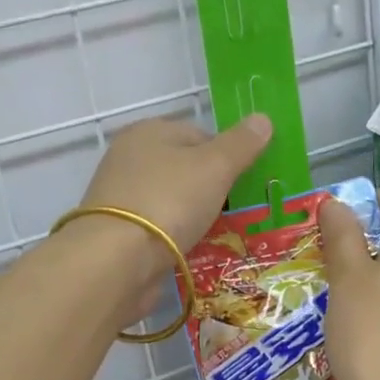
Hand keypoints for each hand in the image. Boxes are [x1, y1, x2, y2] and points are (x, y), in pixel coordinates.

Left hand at [68, 116, 272, 309]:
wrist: (116, 261)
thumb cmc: (169, 201)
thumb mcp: (215, 166)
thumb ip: (241, 144)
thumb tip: (263, 118)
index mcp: (148, 132)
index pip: (199, 134)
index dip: (227, 156)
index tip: (244, 183)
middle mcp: (129, 158)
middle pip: (185, 168)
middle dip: (211, 188)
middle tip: (237, 212)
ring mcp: (120, 196)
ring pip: (172, 200)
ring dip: (194, 215)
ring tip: (217, 235)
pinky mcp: (117, 231)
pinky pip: (158, 228)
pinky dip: (175, 237)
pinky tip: (191, 250)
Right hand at [321, 186, 379, 379]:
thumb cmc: (372, 331)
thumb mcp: (347, 277)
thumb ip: (342, 234)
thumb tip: (337, 203)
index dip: (369, 200)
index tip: (336, 223)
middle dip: (369, 231)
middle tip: (332, 252)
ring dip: (377, 260)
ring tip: (342, 282)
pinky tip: (364, 310)